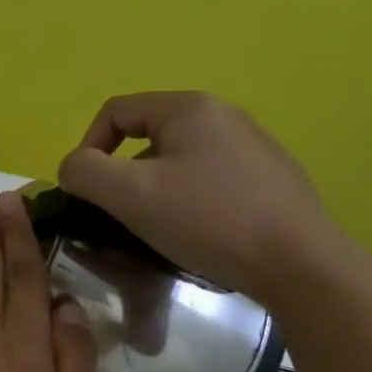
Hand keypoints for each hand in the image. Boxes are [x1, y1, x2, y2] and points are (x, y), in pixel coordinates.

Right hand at [56, 91, 364, 308]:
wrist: (299, 263)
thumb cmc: (207, 219)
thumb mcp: (130, 195)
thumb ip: (85, 173)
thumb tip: (72, 168)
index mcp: (189, 108)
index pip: (115, 111)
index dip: (87, 147)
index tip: (86, 191)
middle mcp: (223, 116)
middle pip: (146, 137)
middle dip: (122, 176)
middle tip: (119, 215)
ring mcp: (251, 147)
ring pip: (176, 162)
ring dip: (152, 192)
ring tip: (155, 230)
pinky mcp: (268, 179)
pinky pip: (206, 181)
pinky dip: (186, 202)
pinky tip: (195, 234)